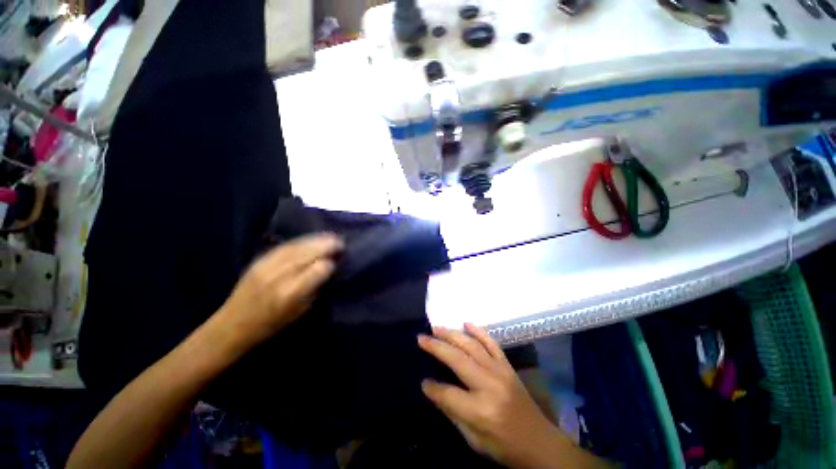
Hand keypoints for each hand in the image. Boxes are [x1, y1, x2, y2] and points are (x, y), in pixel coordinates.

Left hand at [217, 233, 342, 350]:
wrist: (232, 326)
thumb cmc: (271, 325)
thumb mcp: (300, 311)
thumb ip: (315, 288)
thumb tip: (329, 268)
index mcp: (291, 293)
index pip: (319, 269)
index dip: (330, 264)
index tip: (337, 263)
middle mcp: (279, 276)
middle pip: (308, 253)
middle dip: (327, 246)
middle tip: (341, 242)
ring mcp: (267, 266)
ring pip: (297, 246)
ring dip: (316, 240)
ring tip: (330, 237)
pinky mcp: (259, 260)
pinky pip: (285, 246)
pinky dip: (302, 241)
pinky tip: (311, 239)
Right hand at [419, 324, 605, 468]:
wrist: (539, 442)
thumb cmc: (504, 446)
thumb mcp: (474, 440)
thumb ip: (451, 412)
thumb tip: (431, 388)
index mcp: (480, 410)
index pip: (447, 393)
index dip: (431, 387)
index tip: (422, 381)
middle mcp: (489, 384)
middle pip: (456, 359)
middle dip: (436, 347)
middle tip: (421, 338)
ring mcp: (500, 371)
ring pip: (471, 345)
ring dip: (452, 334)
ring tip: (436, 328)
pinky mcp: (507, 365)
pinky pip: (491, 342)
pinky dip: (478, 331)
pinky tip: (466, 323)